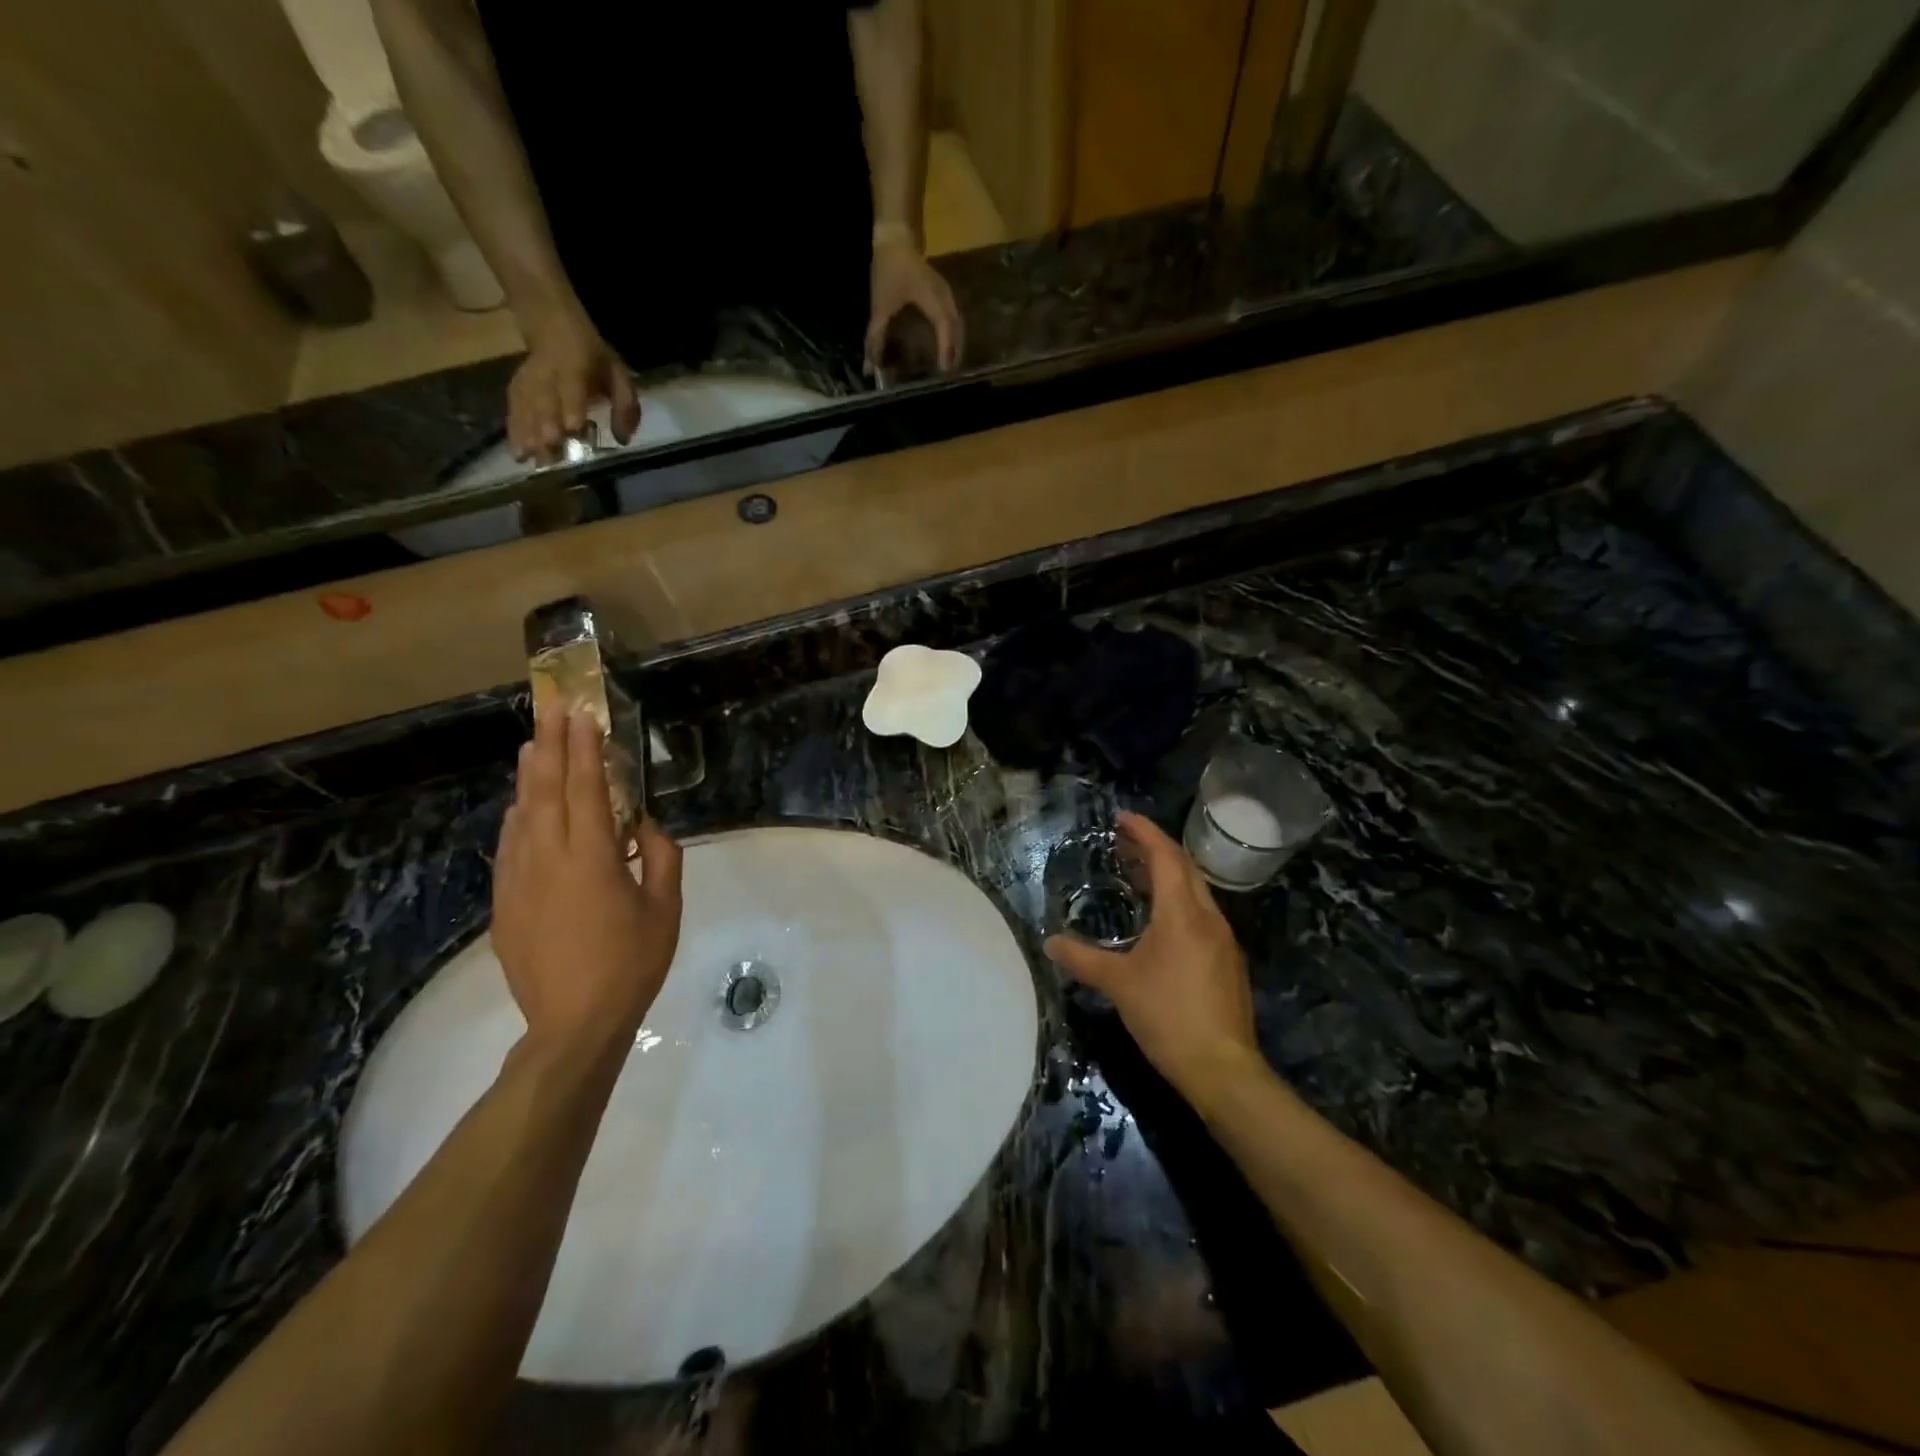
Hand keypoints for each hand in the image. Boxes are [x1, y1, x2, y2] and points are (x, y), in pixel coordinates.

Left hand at [492, 708, 682, 1058]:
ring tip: (532, 746)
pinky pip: (509, 847)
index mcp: (592, 857)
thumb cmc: (631, 963)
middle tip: (550, 711)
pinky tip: (519, 808)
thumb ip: (661, 859)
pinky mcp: (505, 903)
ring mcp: (519, 880)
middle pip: (546, 791)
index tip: (582, 715)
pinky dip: (516, 819)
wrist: (573, 1023)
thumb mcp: (665, 910)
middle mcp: (548, 858)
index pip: (586, 789)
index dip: (584, 749)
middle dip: (550, 746)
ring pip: (521, 815)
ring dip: (528, 777)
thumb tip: (647, 827)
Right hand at [507, 305, 640, 462]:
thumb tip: (624, 439)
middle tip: (550, 450)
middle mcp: (547, 372)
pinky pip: (513, 408)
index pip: (571, 386)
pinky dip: (513, 429)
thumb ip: (625, 405)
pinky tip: (516, 451)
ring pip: (525, 405)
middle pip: (544, 399)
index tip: (572, 428)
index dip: (571, 405)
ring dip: (526, 432)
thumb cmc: (593, 356)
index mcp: (574, 364)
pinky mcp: (517, 387)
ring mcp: (528, 379)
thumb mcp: (617, 373)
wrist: (551, 323)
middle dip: (545, 425)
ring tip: (529, 458)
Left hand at [866, 238, 963, 374]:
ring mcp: (947, 294)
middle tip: (948, 376)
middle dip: (955, 353)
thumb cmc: (889, 270)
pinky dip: (953, 335)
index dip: (945, 350)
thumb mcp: (880, 305)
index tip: (944, 371)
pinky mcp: (945, 293)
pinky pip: (954, 319)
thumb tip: (869, 367)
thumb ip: (875, 338)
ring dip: (956, 345)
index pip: (944, 328)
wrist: (897, 238)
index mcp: (932, 298)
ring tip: (949, 365)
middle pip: (957, 330)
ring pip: (958, 325)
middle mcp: (945, 297)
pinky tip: (946, 345)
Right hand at [1046, 811, 1261, 1110]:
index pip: (1166, 856)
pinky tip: (1159, 918)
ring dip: (1168, 875)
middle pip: (1185, 868)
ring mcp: (1223, 940)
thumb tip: (1050, 942)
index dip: (1144, 832)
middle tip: (1123, 841)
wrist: (1222, 1068)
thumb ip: (1082, 959)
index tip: (1122, 818)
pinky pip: (1201, 914)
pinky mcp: (1228, 961)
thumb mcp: (1118, 984)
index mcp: (1183, 913)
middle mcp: (1209, 917)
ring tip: (1136, 874)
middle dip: (1155, 848)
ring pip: (1196, 891)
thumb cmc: (1168, 1017)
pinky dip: (1179, 900)